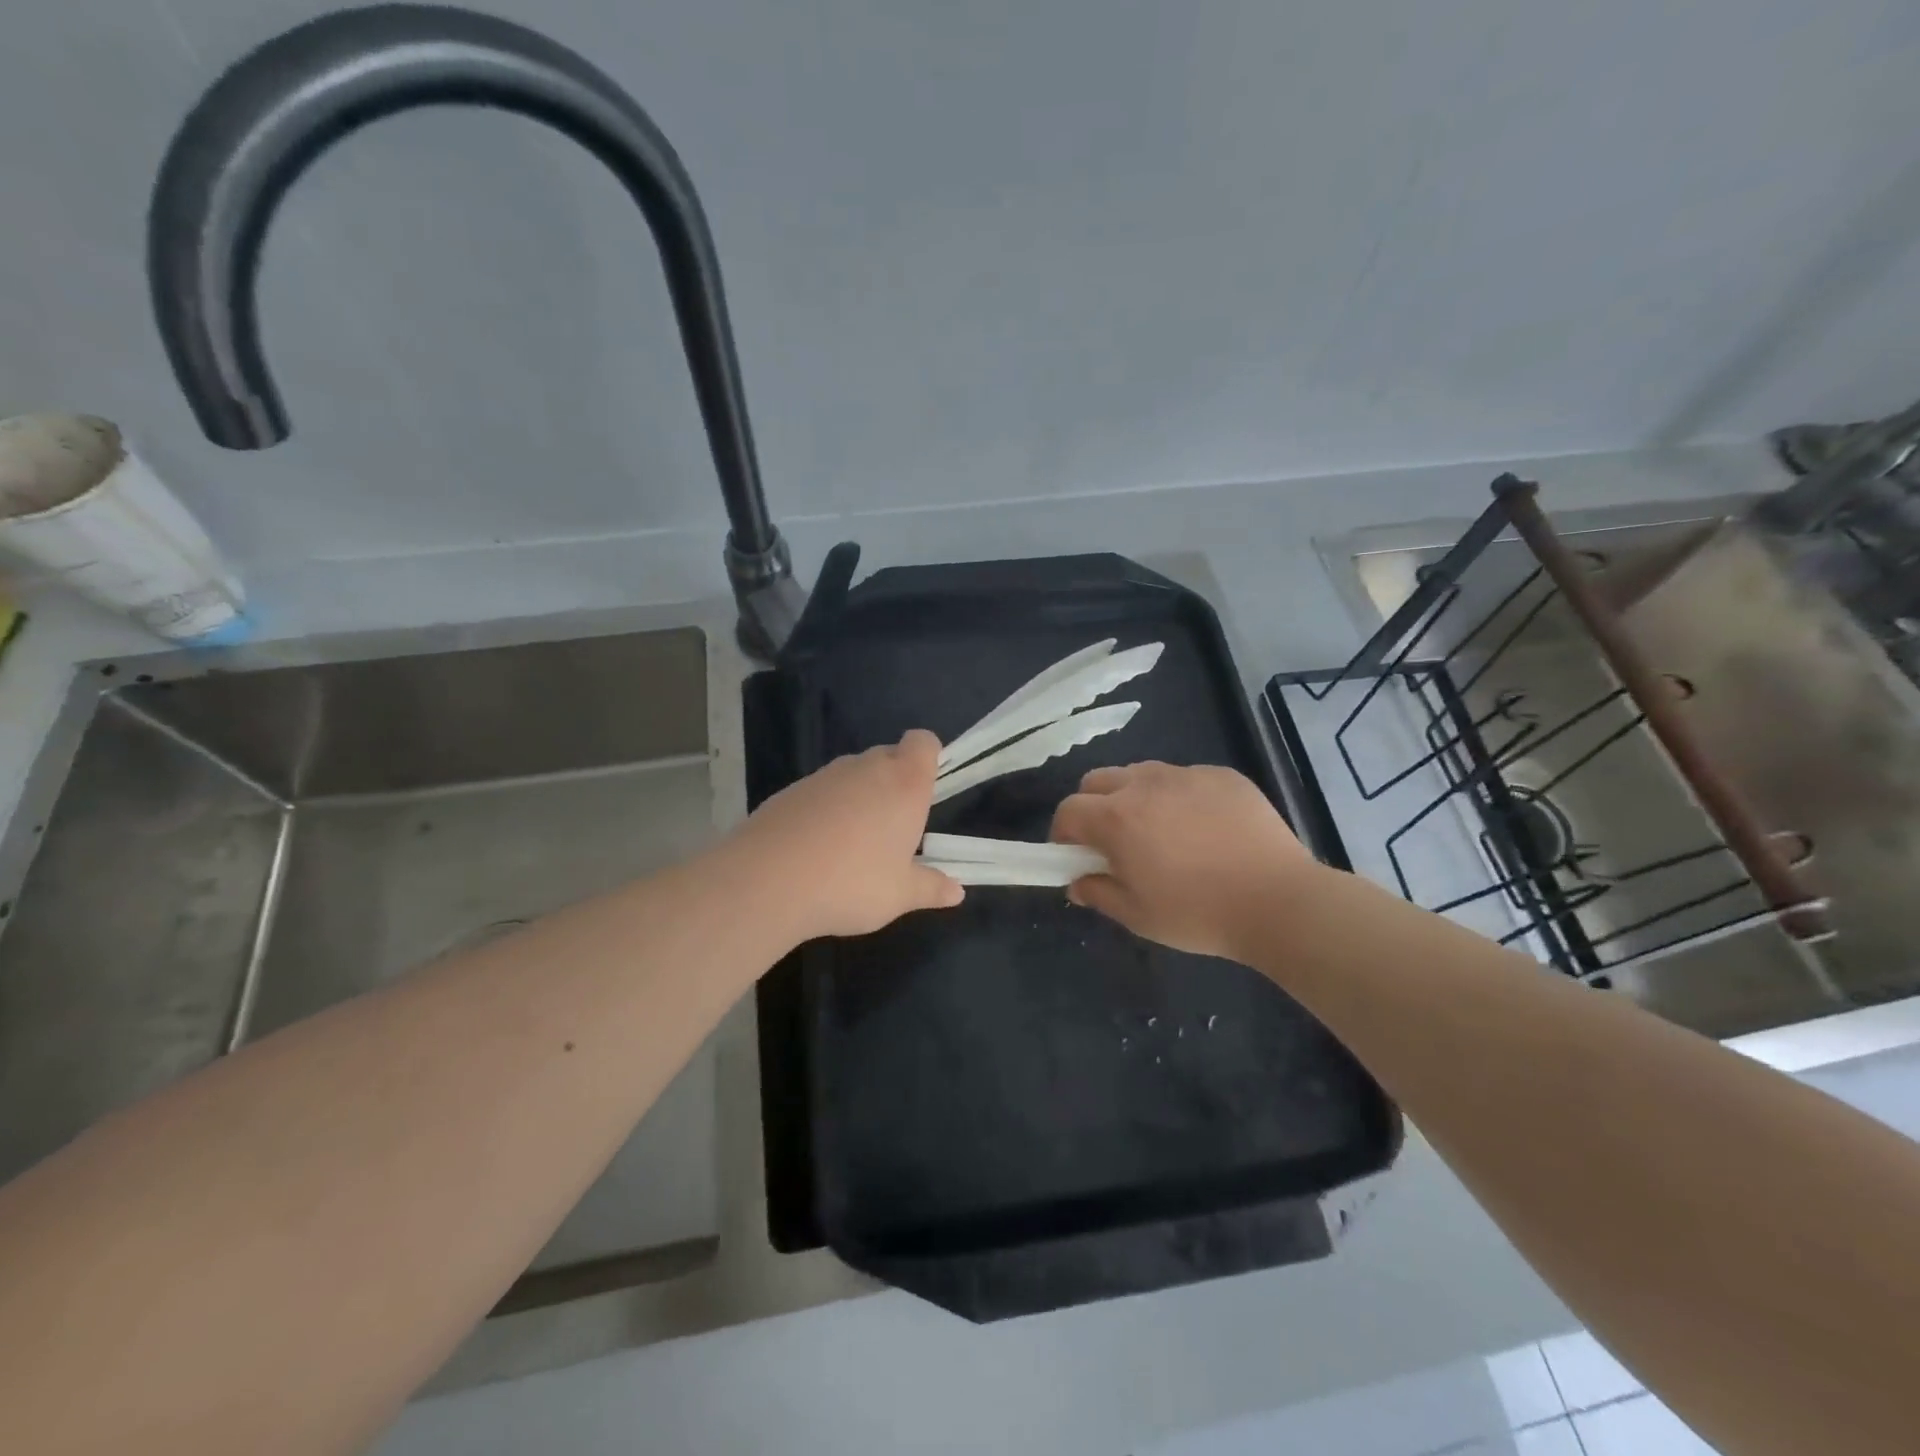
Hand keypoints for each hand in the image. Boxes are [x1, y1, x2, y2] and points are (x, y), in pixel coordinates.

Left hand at [730, 728, 963, 942]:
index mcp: (904, 784)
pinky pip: (821, 791)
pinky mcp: (791, 790)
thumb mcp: (899, 895)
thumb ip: (931, 888)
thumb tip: (957, 892)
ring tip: (853, 844)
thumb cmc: (851, 883)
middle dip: (895, 782)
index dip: (929, 756)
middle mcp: (866, 768)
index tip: (926, 788)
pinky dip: (826, 809)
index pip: (923, 742)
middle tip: (894, 828)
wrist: (767, 881)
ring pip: (853, 774)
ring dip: (859, 796)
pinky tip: (816, 848)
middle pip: (889, 756)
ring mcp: (825, 776)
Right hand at [1050, 762, 1319, 960]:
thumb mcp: (1137, 915)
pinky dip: (1178, 796)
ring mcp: (1186, 775)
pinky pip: (1184, 777)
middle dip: (1092, 806)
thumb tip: (1077, 883)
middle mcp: (1145, 784)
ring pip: (1141, 773)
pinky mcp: (1222, 775)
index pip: (1069, 809)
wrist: (1278, 901)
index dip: (1063, 832)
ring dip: (1133, 797)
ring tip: (1159, 831)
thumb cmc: (1198, 913)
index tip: (1074, 856)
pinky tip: (1202, 828)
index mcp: (1116, 818)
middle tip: (1111, 841)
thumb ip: (1098, 893)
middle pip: (1097, 780)